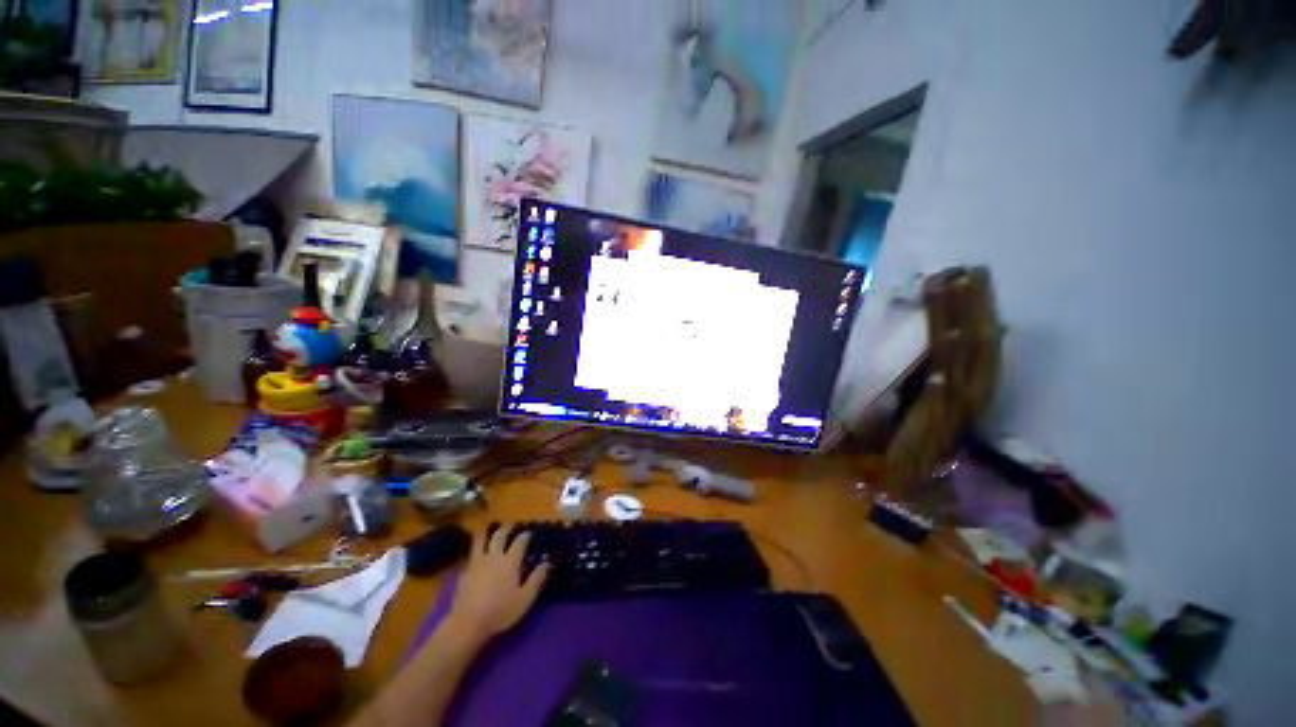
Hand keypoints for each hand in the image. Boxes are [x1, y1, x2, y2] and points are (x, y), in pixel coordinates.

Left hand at [446, 525, 549, 643]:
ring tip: (492, 533)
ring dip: (488, 533)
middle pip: (500, 534)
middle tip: (512, 526)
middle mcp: (494, 556)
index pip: (520, 541)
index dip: (526, 535)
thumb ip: (537, 578)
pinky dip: (478, 549)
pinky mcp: (464, 571)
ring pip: (481, 539)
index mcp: (510, 561)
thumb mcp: (525, 598)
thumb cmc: (500, 611)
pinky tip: (479, 555)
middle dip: (507, 528)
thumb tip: (548, 561)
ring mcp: (477, 562)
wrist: (467, 624)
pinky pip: (472, 553)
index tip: (530, 533)